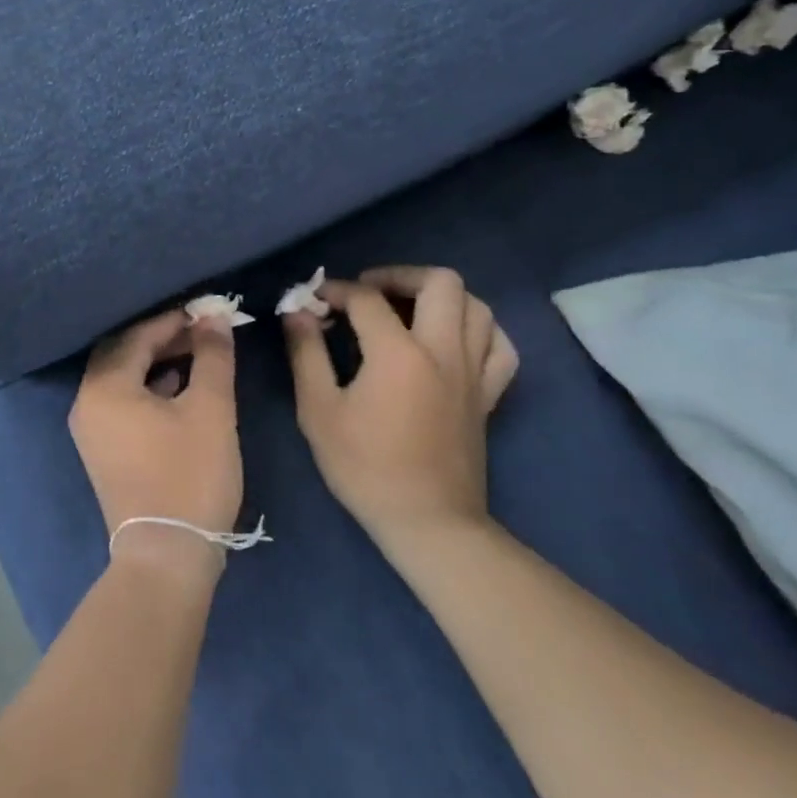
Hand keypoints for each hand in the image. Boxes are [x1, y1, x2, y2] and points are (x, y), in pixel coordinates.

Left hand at [69, 309, 241, 562]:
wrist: (166, 556)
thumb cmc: (190, 476)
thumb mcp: (210, 410)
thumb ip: (212, 357)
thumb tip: (213, 318)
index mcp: (104, 385)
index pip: (136, 336)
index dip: (173, 320)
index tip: (206, 311)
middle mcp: (86, 401)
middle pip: (122, 353)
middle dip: (161, 338)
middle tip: (200, 330)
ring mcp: (90, 428)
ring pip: (121, 378)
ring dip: (155, 362)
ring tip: (196, 354)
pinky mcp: (101, 449)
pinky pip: (120, 401)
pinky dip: (147, 388)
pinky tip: (179, 388)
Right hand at [282, 266, 517, 542]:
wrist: (427, 521)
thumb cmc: (364, 466)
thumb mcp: (317, 409)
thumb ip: (307, 352)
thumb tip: (298, 312)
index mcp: (398, 354)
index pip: (366, 299)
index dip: (334, 291)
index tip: (313, 302)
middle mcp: (443, 351)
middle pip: (440, 282)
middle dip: (397, 276)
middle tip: (366, 292)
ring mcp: (473, 372)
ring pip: (476, 307)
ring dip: (438, 297)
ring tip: (406, 310)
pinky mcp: (487, 394)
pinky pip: (499, 345)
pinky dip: (477, 329)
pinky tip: (452, 337)